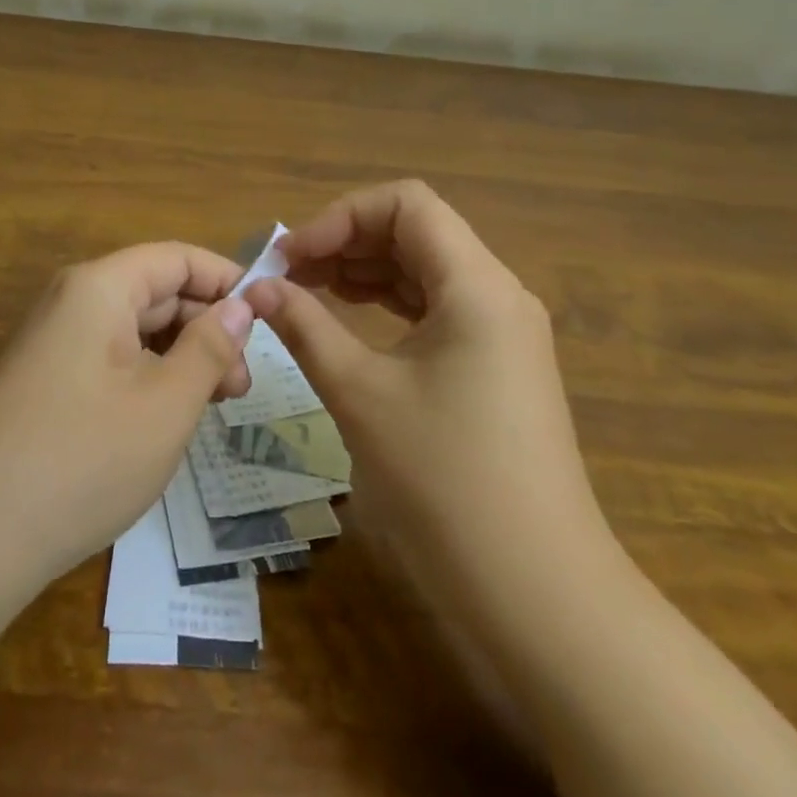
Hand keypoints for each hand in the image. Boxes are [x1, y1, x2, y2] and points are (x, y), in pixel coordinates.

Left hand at [0, 243, 254, 587]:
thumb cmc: (83, 461)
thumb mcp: (166, 404)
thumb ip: (209, 347)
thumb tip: (241, 305)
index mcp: (100, 287)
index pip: (177, 258)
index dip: (226, 280)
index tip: (268, 317)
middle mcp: (73, 300)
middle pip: (157, 291)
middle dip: (207, 327)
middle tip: (244, 385)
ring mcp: (55, 341)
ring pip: (136, 328)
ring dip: (181, 356)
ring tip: (215, 405)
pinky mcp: (47, 378)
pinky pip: (112, 357)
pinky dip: (149, 376)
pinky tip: (169, 416)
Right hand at [243, 182, 613, 596]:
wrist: (537, 592)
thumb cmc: (445, 481)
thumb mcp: (361, 394)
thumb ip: (305, 328)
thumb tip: (259, 288)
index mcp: (476, 285)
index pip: (407, 204)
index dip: (341, 216)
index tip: (293, 255)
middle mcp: (498, 293)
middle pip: (417, 231)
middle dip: (348, 241)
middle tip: (288, 274)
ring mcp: (503, 330)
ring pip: (425, 269)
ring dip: (365, 270)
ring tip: (307, 291)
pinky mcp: (497, 364)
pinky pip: (437, 307)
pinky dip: (389, 302)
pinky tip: (349, 318)